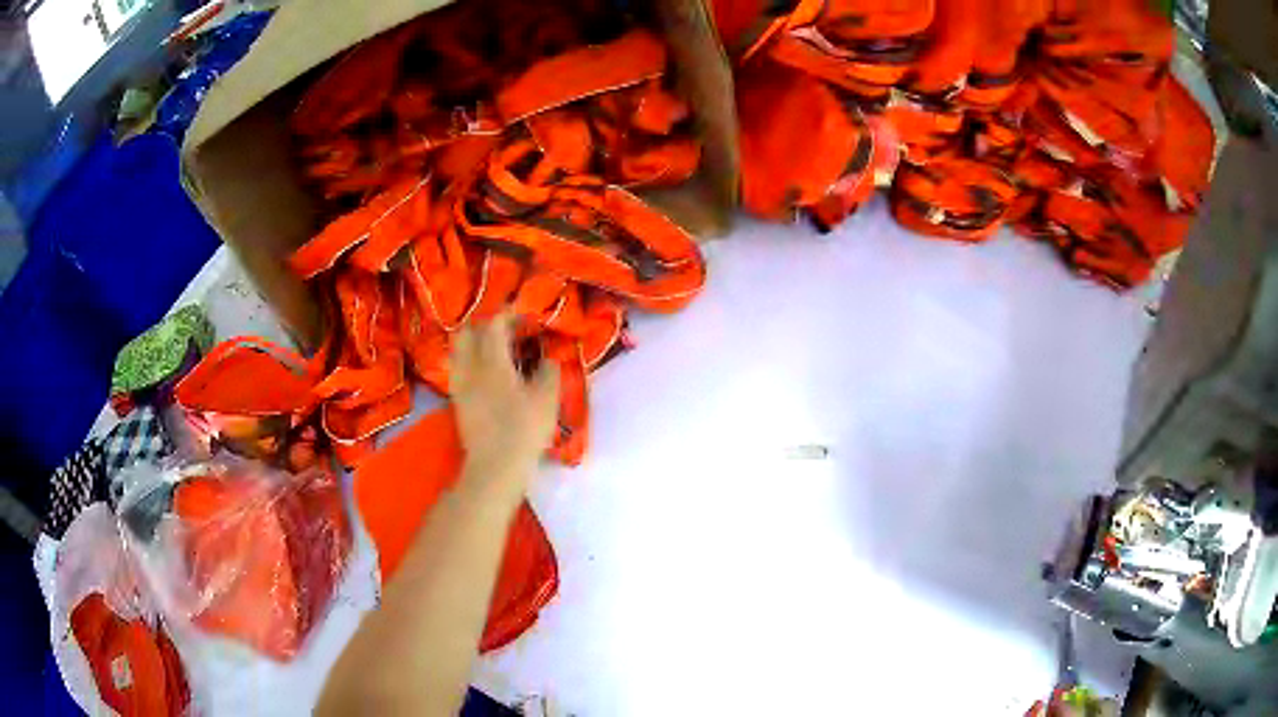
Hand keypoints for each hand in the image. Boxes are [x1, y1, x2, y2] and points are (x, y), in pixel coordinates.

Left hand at [449, 312, 559, 502]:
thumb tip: (547, 359)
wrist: (495, 466)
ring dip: (475, 342)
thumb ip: (548, 372)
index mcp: (492, 361)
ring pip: (460, 350)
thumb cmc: (523, 430)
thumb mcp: (547, 399)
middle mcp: (470, 367)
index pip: (493, 324)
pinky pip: (459, 368)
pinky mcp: (457, 401)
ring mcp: (460, 384)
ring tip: (495, 349)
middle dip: (485, 324)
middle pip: (468, 331)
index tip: (524, 315)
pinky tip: (487, 372)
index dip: (508, 314)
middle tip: (507, 329)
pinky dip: (471, 361)